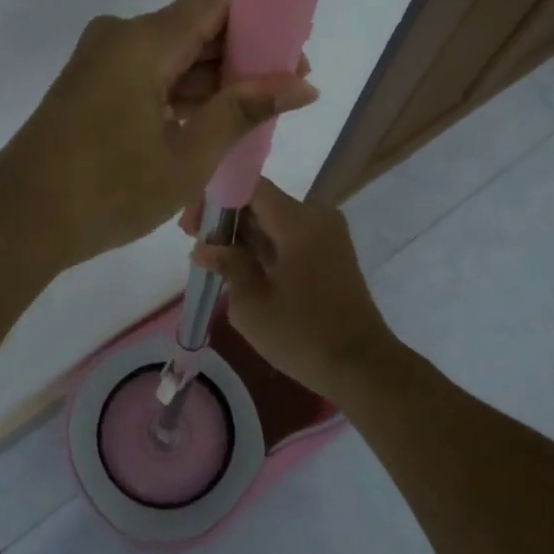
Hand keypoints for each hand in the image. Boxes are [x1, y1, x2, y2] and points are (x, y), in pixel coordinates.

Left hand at [0, 0, 317, 268]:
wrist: (18, 221)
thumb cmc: (108, 190)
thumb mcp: (188, 156)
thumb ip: (244, 110)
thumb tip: (303, 84)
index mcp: (145, 40)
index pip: (220, 0)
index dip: (264, 18)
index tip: (296, 53)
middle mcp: (122, 36)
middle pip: (197, 27)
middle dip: (244, 57)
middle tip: (286, 94)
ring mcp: (102, 60)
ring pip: (174, 55)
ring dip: (213, 81)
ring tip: (256, 117)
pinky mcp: (92, 85)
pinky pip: (150, 75)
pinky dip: (182, 94)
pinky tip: (212, 124)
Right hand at [182, 177, 396, 396]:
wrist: (361, 366)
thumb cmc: (302, 334)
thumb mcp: (252, 303)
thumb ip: (227, 265)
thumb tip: (205, 248)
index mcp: (298, 221)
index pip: (250, 187)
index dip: (216, 200)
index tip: (191, 227)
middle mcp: (316, 217)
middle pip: (262, 202)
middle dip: (226, 220)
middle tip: (197, 245)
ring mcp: (328, 236)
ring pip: (276, 222)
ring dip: (245, 236)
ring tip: (214, 261)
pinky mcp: (331, 255)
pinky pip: (291, 238)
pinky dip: (265, 248)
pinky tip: (241, 269)